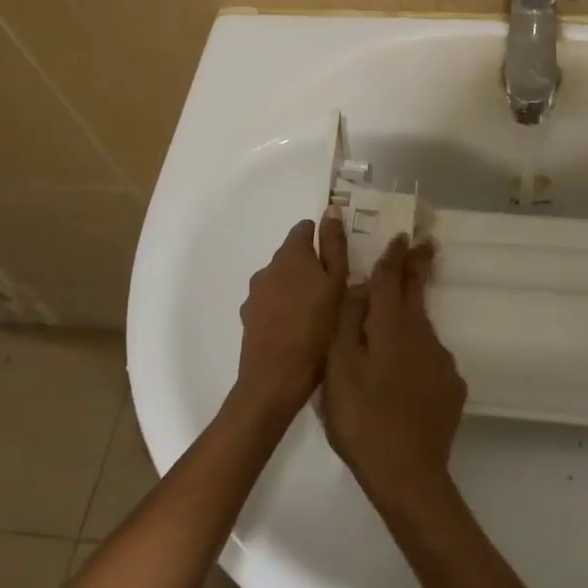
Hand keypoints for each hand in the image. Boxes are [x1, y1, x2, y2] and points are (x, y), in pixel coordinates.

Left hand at [235, 212, 349, 417]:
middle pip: (292, 255)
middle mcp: (268, 267)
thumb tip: (330, 210)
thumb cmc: (317, 326)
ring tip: (317, 310)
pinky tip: (297, 327)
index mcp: (291, 254)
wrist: (276, 376)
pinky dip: (283, 307)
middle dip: (310, 264)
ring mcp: (255, 294)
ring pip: (281, 279)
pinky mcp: (249, 317)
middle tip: (334, 287)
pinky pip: (271, 302)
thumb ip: (334, 245)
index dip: (322, 238)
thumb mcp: (337, 283)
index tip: (337, 257)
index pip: (304, 229)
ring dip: (296, 287)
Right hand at [321, 234, 466, 510]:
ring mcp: (441, 360)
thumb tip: (360, 287)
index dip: (395, 256)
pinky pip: (430, 358)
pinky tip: (407, 374)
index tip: (403, 236)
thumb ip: (347, 322)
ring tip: (399, 319)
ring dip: (413, 314)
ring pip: (422, 327)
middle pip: (417, 293)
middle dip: (418, 267)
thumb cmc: (362, 418)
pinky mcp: (451, 386)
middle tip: (427, 244)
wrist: (408, 473)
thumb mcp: (339, 367)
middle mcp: (422, 334)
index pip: (392, 279)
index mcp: (391, 325)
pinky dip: (418, 354)